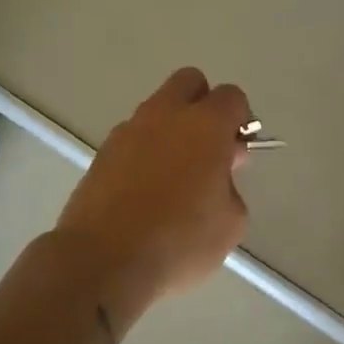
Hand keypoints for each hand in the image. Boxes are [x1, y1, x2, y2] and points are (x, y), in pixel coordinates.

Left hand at [52, 67, 251, 325]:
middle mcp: (166, 115)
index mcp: (205, 125)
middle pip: (190, 82)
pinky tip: (146, 190)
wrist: (102, 260)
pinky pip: (133, 137)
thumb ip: (231, 187)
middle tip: (208, 149)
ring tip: (174, 177)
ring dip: (171, 129)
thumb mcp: (231, 223)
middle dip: (204, 105)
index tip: (238, 153)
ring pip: (157, 109)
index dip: (241, 120)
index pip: (231, 97)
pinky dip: (145, 151)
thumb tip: (217, 175)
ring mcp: (128, 130)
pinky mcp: (102, 152)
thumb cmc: (178, 241)